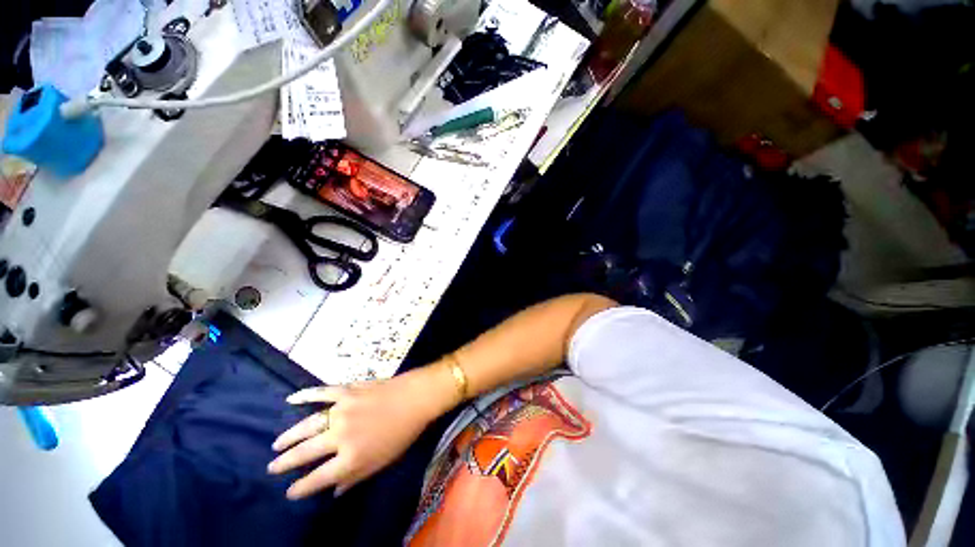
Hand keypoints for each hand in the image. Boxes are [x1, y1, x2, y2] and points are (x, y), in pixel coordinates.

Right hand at [267, 363, 458, 499]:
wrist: (416, 397)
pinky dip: (306, 395)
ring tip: (276, 444)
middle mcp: (340, 435)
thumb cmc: (403, 433)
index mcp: (350, 458)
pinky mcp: (347, 390)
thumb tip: (334, 491)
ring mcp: (342, 410)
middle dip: (285, 462)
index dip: (300, 488)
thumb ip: (356, 478)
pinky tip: (291, 399)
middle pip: (305, 452)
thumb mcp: (382, 463)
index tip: (289, 492)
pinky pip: (322, 392)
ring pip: (307, 425)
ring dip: (289, 436)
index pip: (316, 479)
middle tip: (272, 467)